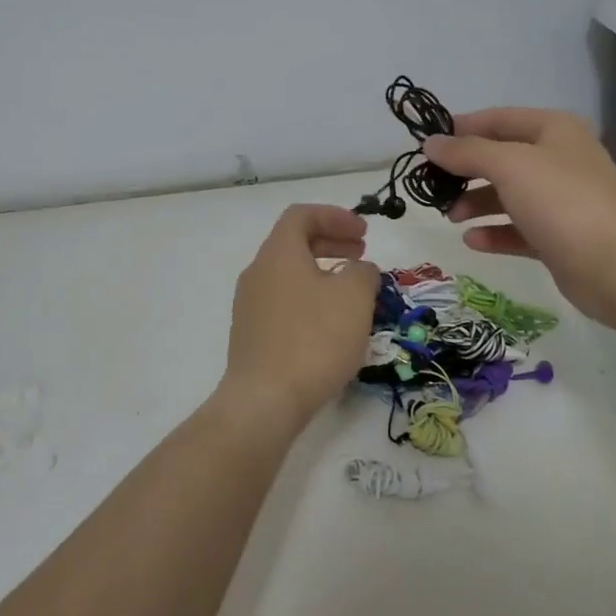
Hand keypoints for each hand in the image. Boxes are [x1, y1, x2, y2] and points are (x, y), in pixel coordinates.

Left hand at [216, 205, 380, 438]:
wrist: (265, 400)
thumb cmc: (314, 339)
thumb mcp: (354, 298)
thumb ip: (362, 272)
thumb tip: (358, 270)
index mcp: (278, 253)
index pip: (302, 215)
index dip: (335, 216)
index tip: (364, 233)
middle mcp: (258, 272)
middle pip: (294, 243)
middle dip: (331, 242)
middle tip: (362, 254)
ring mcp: (250, 305)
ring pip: (289, 274)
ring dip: (322, 273)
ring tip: (352, 292)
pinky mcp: (251, 335)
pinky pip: (283, 302)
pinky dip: (309, 298)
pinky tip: (330, 325)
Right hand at [422, 109, 615, 324]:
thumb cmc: (562, 202)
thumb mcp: (509, 165)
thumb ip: (466, 152)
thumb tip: (430, 143)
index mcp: (553, 130)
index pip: (498, 119)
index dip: (461, 128)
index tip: (425, 144)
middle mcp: (559, 160)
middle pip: (501, 159)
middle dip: (465, 171)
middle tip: (432, 186)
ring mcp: (561, 201)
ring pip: (508, 196)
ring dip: (476, 203)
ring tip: (451, 216)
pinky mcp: (560, 238)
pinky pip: (518, 230)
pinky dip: (494, 232)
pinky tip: (471, 241)